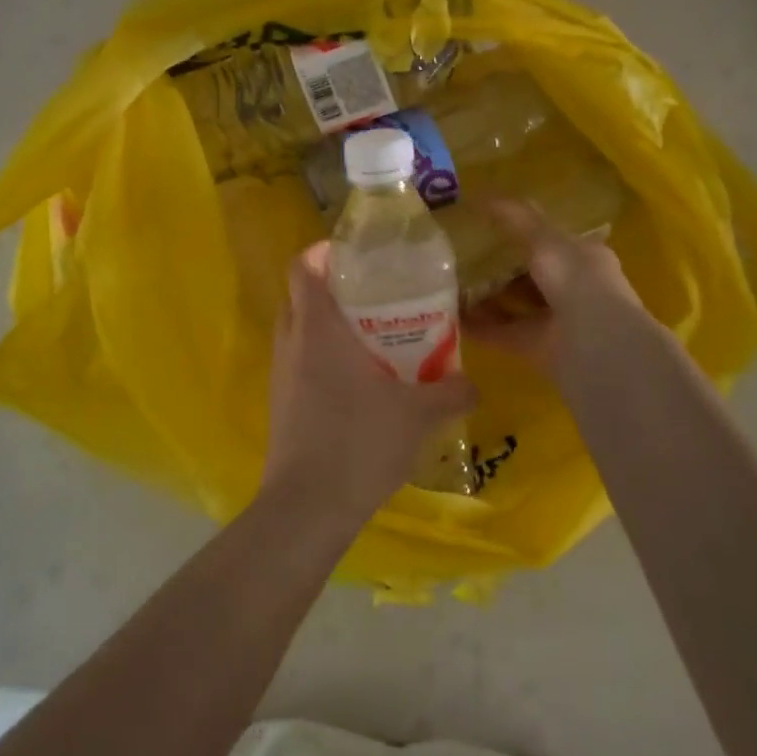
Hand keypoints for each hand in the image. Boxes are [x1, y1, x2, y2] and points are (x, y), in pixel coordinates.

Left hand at [261, 243, 474, 534]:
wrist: (308, 504)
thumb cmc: (360, 440)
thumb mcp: (418, 414)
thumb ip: (451, 392)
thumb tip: (475, 383)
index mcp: (317, 326)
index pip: (303, 266)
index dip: (323, 251)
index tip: (356, 255)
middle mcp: (291, 340)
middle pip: (303, 294)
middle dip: (335, 288)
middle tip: (376, 294)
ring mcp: (281, 372)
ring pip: (300, 329)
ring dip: (329, 325)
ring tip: (373, 335)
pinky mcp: (281, 400)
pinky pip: (300, 360)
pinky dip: (323, 356)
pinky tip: (360, 380)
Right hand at [465, 201, 672, 392]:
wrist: (595, 344)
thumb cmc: (577, 280)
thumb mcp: (545, 239)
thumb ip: (516, 218)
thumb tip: (483, 195)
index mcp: (583, 258)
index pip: (551, 241)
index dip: (523, 232)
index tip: (488, 226)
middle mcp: (572, 289)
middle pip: (529, 275)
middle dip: (498, 268)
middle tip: (460, 257)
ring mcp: (556, 321)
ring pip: (514, 305)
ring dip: (485, 298)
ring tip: (449, 285)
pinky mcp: (538, 349)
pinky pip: (502, 333)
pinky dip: (479, 327)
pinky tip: (452, 317)